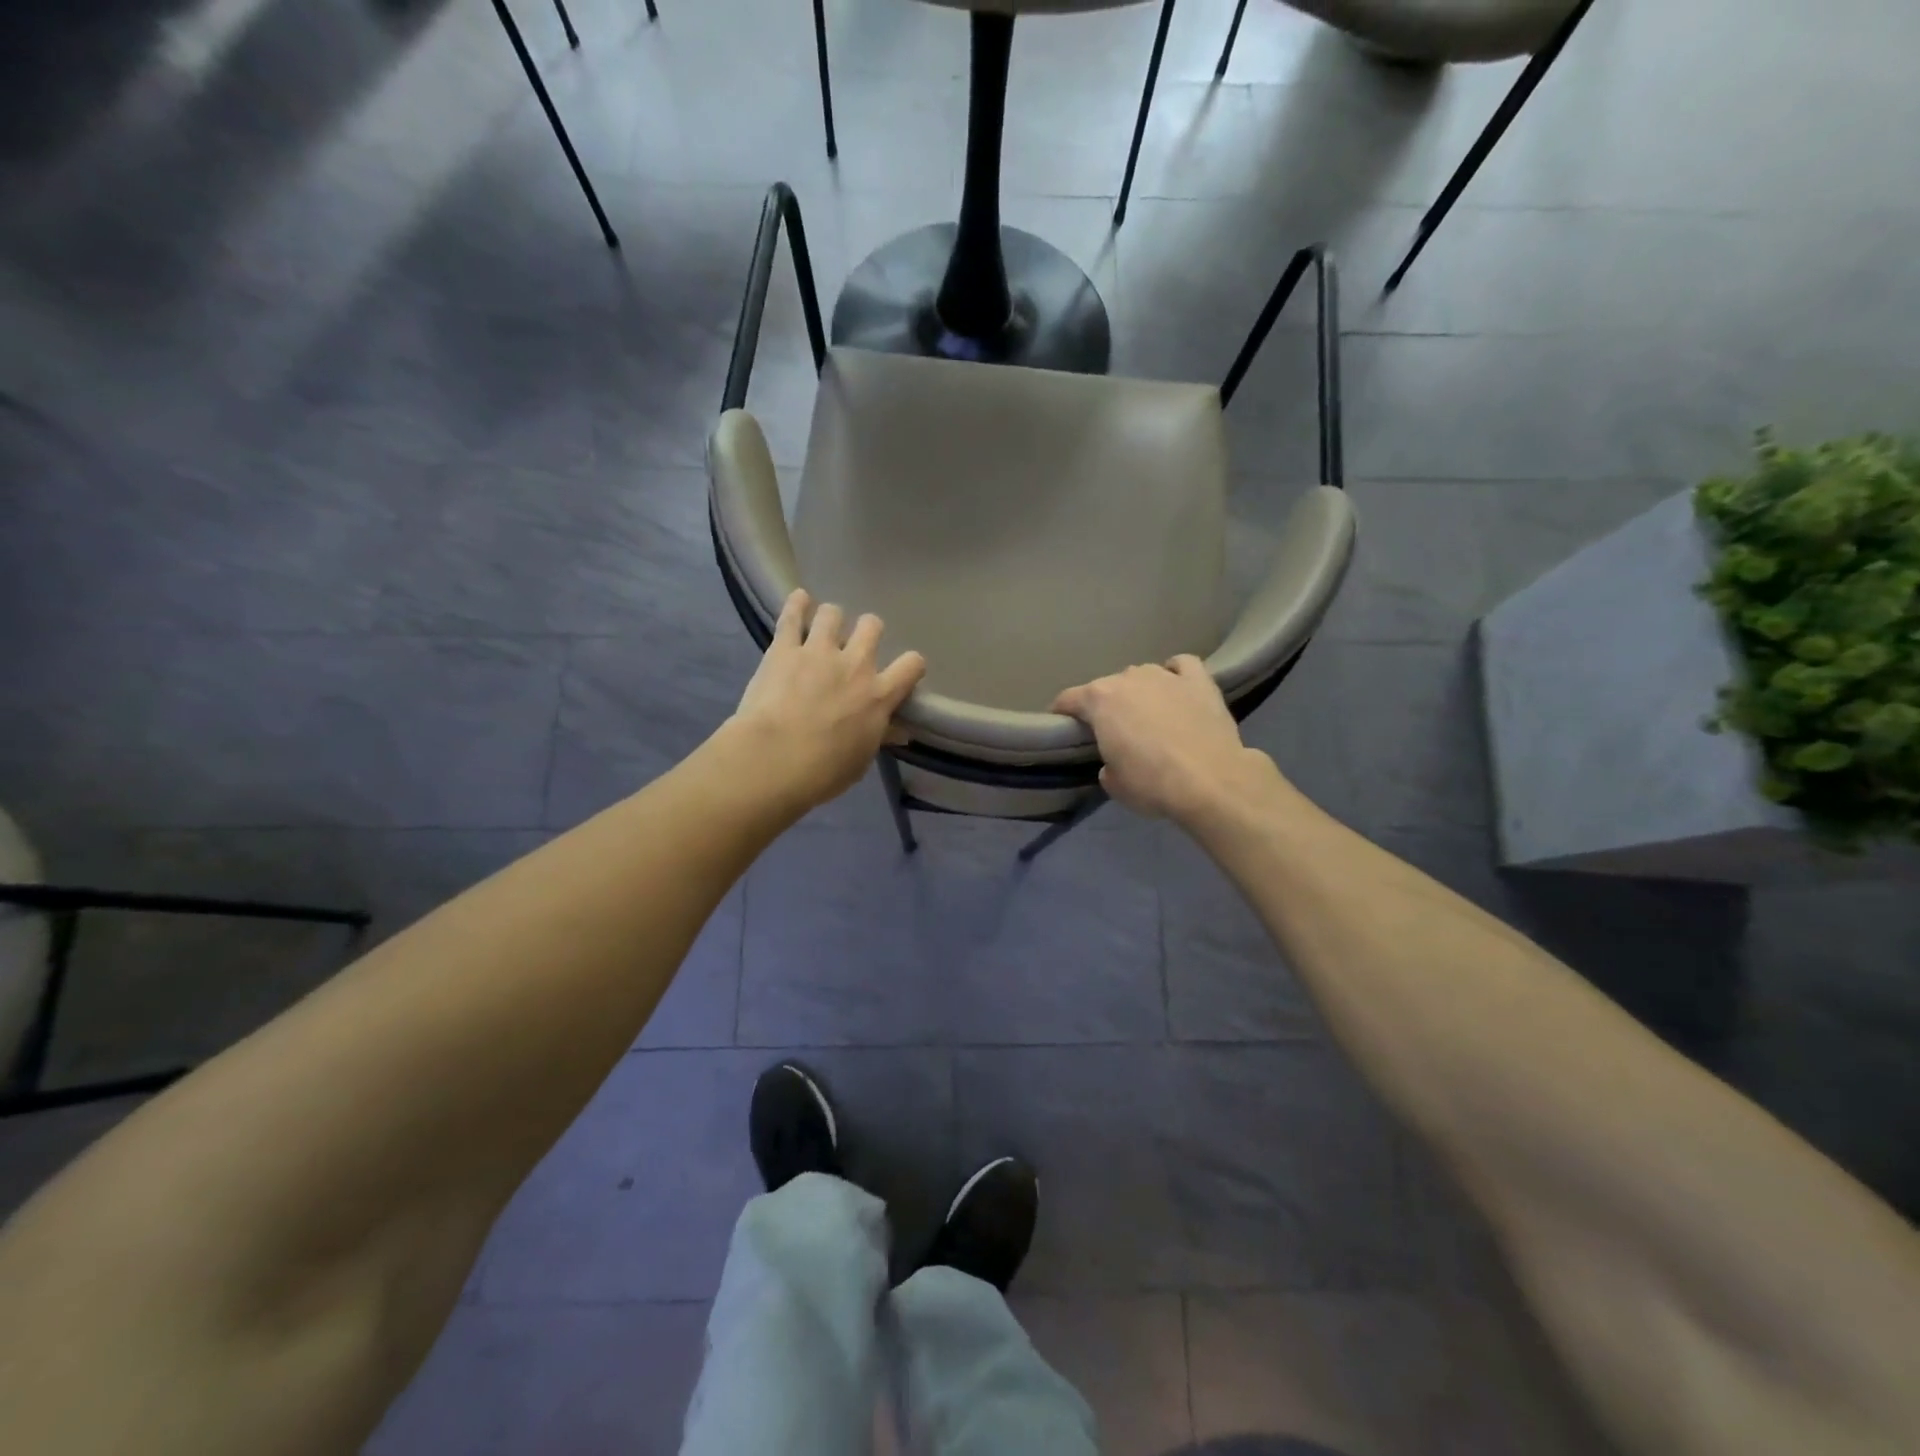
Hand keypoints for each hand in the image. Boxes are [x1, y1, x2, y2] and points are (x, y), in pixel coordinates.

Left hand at [728, 590, 926, 809]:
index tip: (902, 671)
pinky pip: (792, 616)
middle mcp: (855, 664)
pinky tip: (799, 599)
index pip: (911, 665)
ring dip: (831, 618)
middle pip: (871, 626)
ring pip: (833, 613)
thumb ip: (879, 737)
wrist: (775, 759)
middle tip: (855, 645)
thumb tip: (900, 732)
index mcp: (879, 694)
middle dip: (867, 631)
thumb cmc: (823, 771)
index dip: (910, 665)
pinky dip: (796, 605)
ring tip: (823, 626)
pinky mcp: (784, 648)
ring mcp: (818, 651)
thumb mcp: (860, 761)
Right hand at [1051, 656, 1279, 822]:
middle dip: (1106, 705)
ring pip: (1142, 675)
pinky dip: (1175, 673)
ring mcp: (1165, 675)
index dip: (1062, 713)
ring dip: (1139, 691)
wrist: (1210, 780)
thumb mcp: (1113, 783)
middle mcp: (1128, 678)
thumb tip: (1114, 761)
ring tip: (1148, 713)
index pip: (1068, 699)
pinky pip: (1181, 665)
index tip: (1063, 726)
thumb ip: (1106, 764)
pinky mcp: (1199, 681)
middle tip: (1114, 731)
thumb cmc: (1151, 783)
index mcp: (1099, 700)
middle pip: (1107, 687)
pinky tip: (1176, 687)